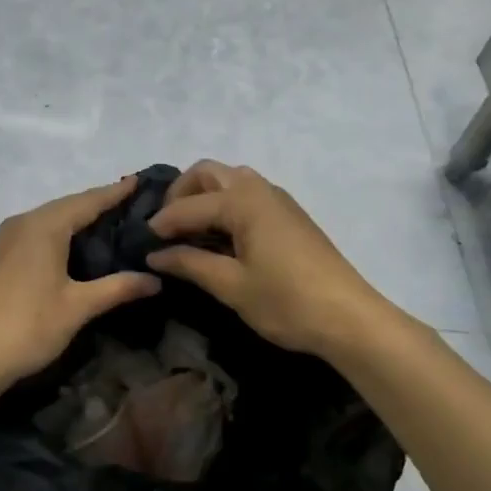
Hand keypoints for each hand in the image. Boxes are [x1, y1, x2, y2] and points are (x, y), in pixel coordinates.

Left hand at [0, 177, 161, 390]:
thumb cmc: (28, 327)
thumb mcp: (78, 307)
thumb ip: (118, 288)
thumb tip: (155, 279)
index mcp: (43, 227)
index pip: (87, 201)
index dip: (114, 193)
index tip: (138, 181)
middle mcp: (20, 224)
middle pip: (65, 207)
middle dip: (95, 205)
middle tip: (126, 206)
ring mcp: (1, 240)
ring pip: (45, 221)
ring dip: (72, 221)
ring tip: (102, 225)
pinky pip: (30, 235)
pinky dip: (53, 235)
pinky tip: (65, 250)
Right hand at [145, 161, 397, 357]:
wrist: (349, 318)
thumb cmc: (286, 301)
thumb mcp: (231, 286)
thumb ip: (190, 263)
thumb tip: (155, 255)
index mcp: (242, 201)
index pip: (188, 205)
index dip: (161, 223)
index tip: (141, 242)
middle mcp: (259, 189)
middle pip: (208, 173)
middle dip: (181, 193)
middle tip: (165, 226)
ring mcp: (278, 199)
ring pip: (230, 179)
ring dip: (204, 196)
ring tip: (189, 230)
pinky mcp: (289, 215)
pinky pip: (247, 194)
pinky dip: (225, 204)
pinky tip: (220, 236)